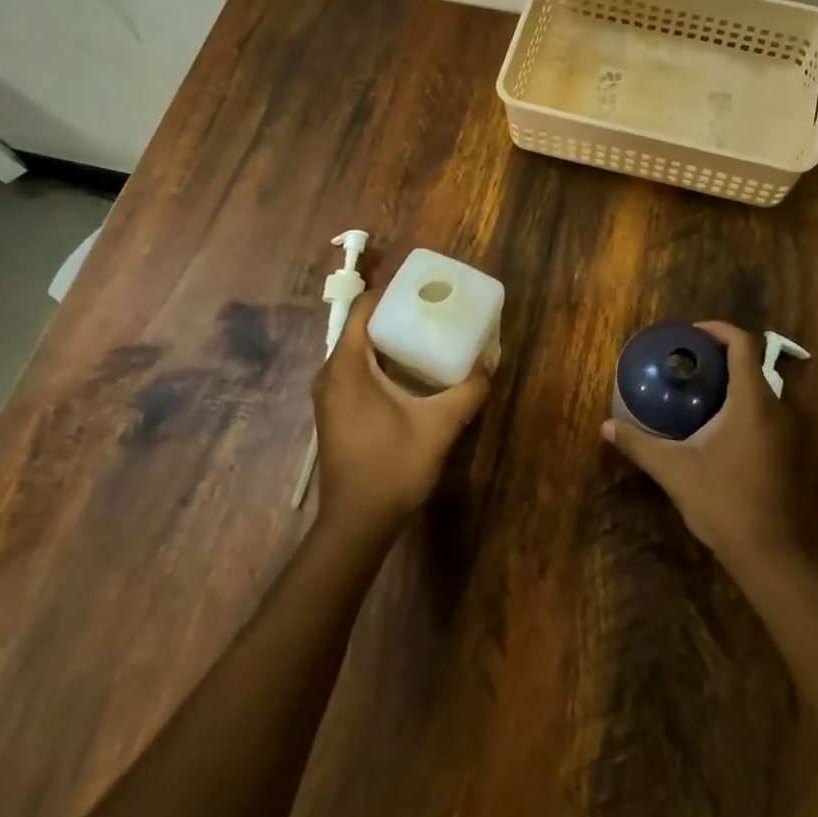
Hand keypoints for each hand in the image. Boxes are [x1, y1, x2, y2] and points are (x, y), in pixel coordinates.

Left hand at [312, 288, 490, 539]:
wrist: (356, 525)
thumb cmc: (392, 468)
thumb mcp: (440, 426)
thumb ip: (468, 391)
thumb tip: (489, 363)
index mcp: (347, 367)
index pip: (362, 308)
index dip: (390, 293)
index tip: (422, 291)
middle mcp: (330, 374)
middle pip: (360, 327)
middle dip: (395, 315)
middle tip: (432, 313)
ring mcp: (328, 396)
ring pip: (357, 351)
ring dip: (388, 341)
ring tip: (426, 337)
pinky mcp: (334, 413)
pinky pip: (355, 371)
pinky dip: (379, 363)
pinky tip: (409, 375)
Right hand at [600, 321, 800, 566]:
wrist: (769, 553)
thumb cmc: (722, 501)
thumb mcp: (673, 469)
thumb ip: (639, 444)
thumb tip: (606, 427)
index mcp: (752, 401)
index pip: (743, 345)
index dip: (718, 330)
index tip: (690, 333)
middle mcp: (776, 409)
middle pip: (752, 363)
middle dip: (720, 354)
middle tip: (685, 359)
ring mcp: (785, 432)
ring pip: (759, 389)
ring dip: (730, 380)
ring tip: (695, 387)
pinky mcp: (785, 452)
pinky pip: (763, 411)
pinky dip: (739, 403)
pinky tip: (713, 423)